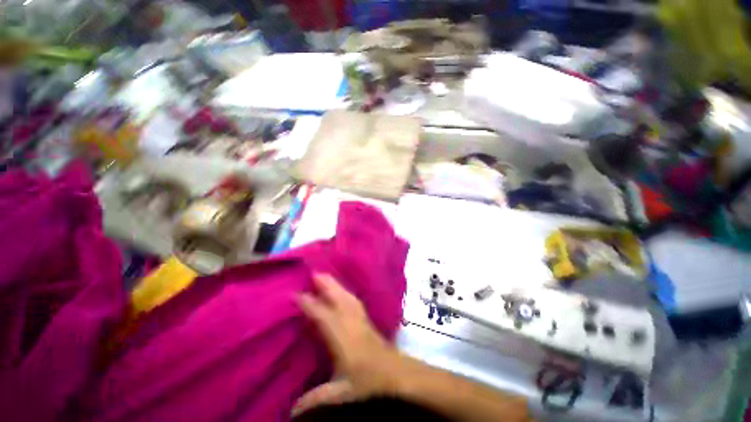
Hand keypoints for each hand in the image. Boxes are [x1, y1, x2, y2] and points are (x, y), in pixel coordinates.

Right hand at [292, 274, 403, 416]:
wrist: (396, 373)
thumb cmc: (369, 381)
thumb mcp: (341, 393)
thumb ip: (316, 398)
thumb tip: (291, 412)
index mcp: (342, 337)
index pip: (322, 315)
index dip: (309, 304)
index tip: (296, 294)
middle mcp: (351, 322)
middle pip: (338, 297)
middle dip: (326, 284)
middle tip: (314, 273)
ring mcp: (361, 318)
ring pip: (347, 296)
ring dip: (336, 285)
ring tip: (325, 277)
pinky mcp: (366, 319)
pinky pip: (353, 300)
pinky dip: (345, 292)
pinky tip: (342, 292)